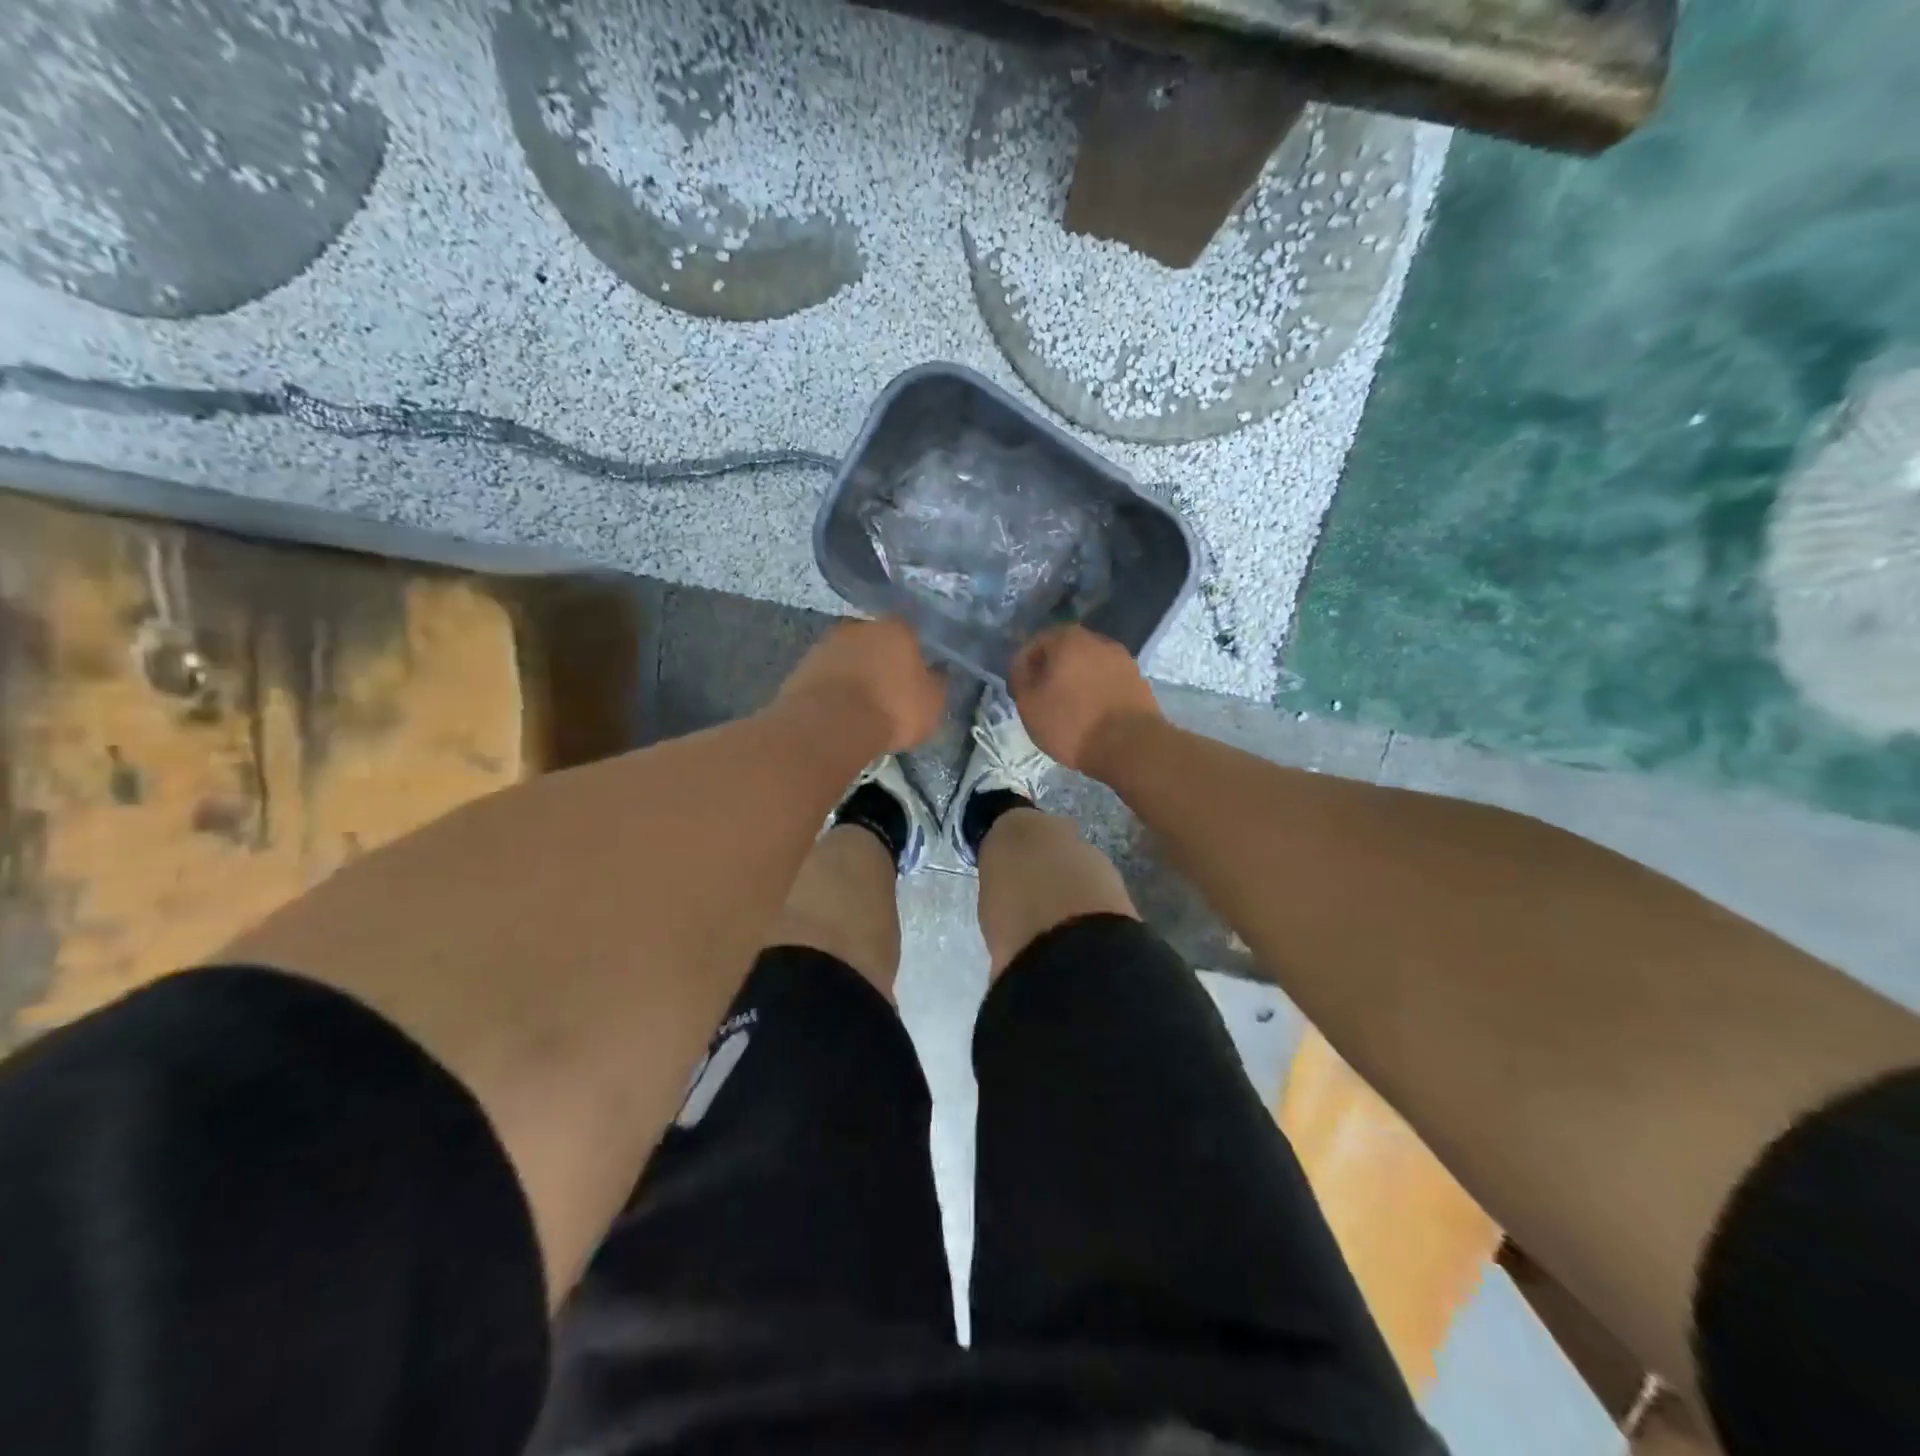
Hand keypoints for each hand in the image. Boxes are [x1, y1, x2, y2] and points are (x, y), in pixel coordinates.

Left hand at [776, 617, 944, 754]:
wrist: (829, 724)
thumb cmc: (891, 709)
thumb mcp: (931, 703)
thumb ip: (937, 683)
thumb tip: (939, 671)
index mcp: (896, 628)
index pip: (911, 633)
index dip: (914, 654)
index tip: (915, 675)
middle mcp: (860, 625)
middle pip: (876, 640)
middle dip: (881, 659)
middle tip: (887, 688)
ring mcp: (827, 643)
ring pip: (849, 655)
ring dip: (855, 672)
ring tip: (860, 702)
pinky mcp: (802, 665)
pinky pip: (827, 674)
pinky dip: (834, 686)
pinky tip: (838, 708)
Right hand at [1008, 626, 1162, 773]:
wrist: (1130, 746)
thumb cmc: (1071, 722)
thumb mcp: (1028, 703)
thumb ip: (1019, 677)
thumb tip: (1022, 666)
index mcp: (1068, 639)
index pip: (1036, 643)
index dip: (1024, 666)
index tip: (1021, 691)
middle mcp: (1098, 641)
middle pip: (1065, 652)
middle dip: (1052, 672)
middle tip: (1043, 700)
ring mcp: (1123, 660)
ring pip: (1089, 667)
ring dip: (1077, 682)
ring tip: (1069, 710)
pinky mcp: (1138, 681)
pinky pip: (1108, 682)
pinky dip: (1097, 693)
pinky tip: (1093, 715)